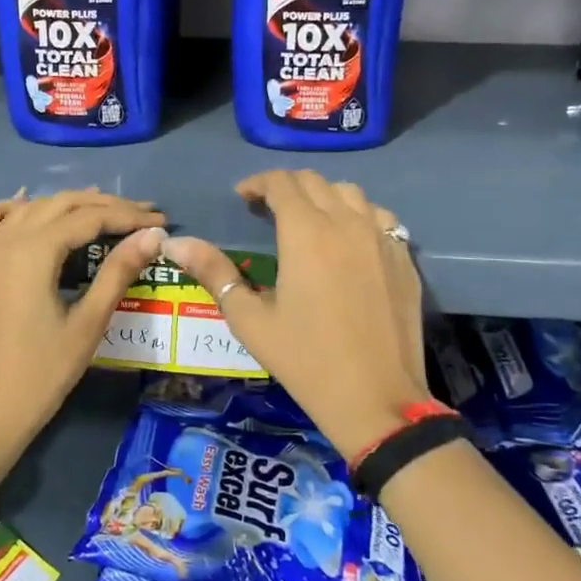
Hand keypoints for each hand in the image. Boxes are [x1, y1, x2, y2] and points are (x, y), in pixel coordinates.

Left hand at [0, 188, 164, 484]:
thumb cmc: (41, 376)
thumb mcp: (87, 325)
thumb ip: (118, 273)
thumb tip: (152, 236)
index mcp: (33, 253)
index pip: (88, 218)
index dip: (127, 215)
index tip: (160, 220)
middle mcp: (3, 242)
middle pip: (58, 206)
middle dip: (102, 205)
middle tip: (140, 213)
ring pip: (25, 211)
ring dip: (62, 205)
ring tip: (98, 207)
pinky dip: (5, 210)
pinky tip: (22, 204)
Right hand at [162, 171, 424, 460]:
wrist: (377, 399)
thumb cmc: (305, 360)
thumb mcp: (250, 319)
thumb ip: (214, 272)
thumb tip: (175, 243)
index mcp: (306, 232)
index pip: (281, 183)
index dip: (258, 183)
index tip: (243, 198)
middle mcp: (347, 223)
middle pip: (315, 182)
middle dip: (286, 187)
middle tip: (267, 211)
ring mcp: (382, 239)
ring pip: (351, 194)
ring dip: (323, 197)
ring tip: (308, 221)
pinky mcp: (404, 259)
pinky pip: (380, 219)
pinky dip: (358, 216)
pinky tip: (349, 242)